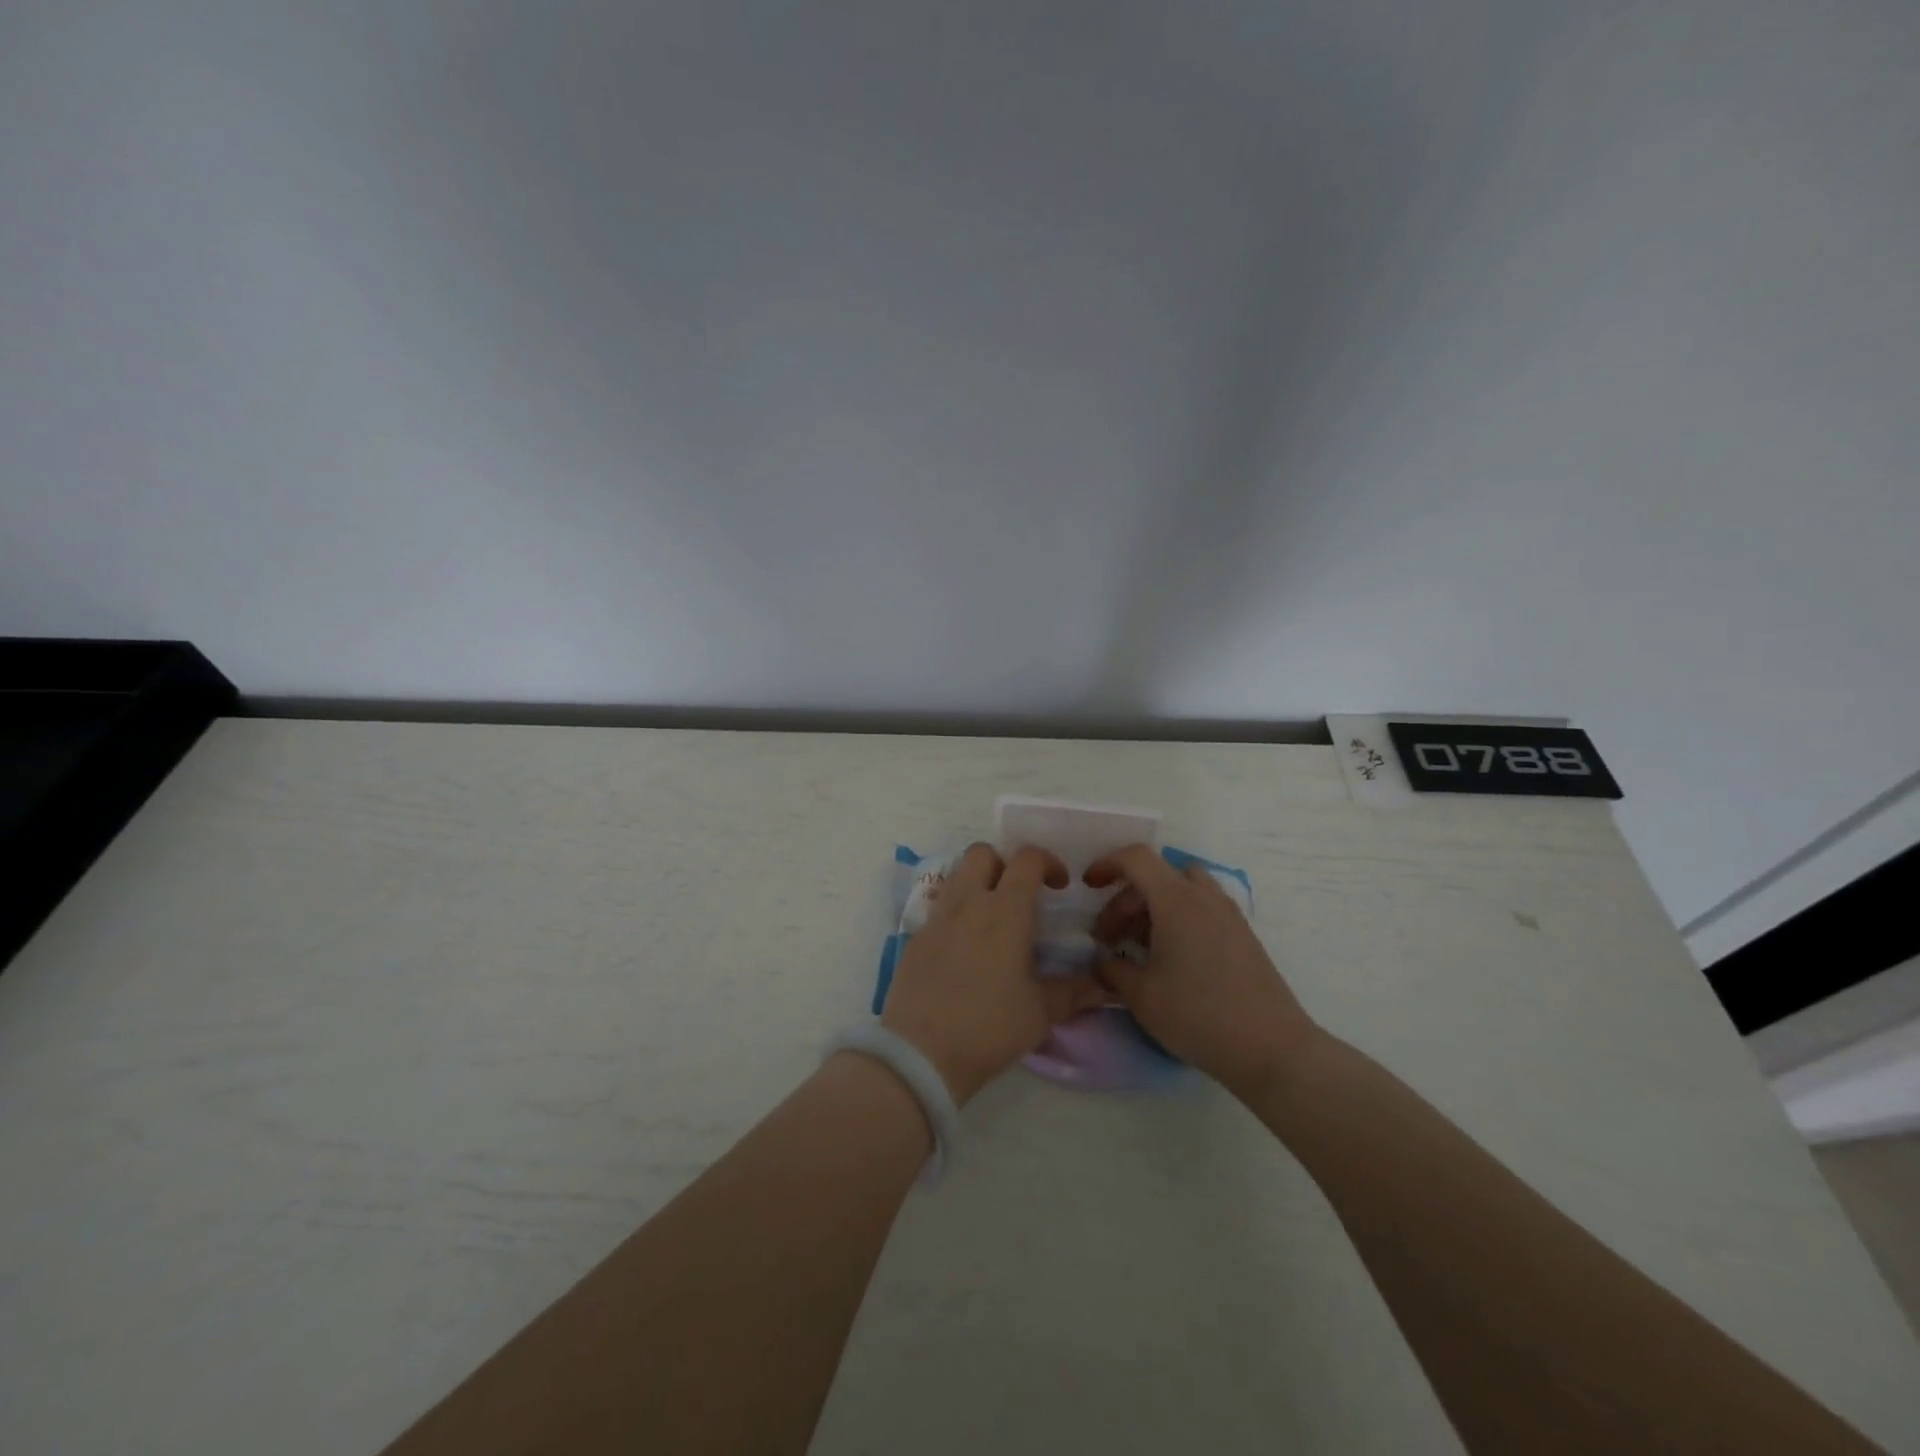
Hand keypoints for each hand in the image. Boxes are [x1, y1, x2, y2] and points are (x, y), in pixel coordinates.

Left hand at [882, 844, 1106, 1105]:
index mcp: (1005, 911)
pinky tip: (965, 947)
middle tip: (1019, 894)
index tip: (1059, 886)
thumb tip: (1103, 987)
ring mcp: (937, 917)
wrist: (921, 1052)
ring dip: (978, 883)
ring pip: (957, 875)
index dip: (1048, 862)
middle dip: (1005, 863)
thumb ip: (1073, 992)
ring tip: (992, 918)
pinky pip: (939, 906)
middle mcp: (968, 903)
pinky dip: (956, 912)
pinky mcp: (916, 937)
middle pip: (983, 853)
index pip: (1027, 859)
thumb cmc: (989, 1026)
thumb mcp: (1040, 1013)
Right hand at [1085, 845, 1319, 1100]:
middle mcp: (1203, 896)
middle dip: (1124, 899)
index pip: (1136, 858)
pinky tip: (1170, 957)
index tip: (1089, 887)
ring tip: (1139, 944)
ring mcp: (1228, 913)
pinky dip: (1177, 917)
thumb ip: (1112, 970)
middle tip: (1109, 938)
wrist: (1272, 1049)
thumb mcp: (1142, 996)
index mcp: (1176, 900)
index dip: (1106, 864)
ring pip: (1181, 888)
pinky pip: (1201, 906)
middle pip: (1155, 876)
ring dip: (1153, 905)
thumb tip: (1103, 962)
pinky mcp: (1242, 934)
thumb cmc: (1198, 1016)